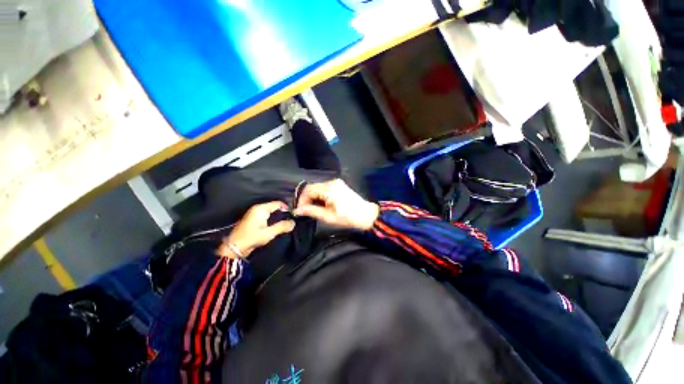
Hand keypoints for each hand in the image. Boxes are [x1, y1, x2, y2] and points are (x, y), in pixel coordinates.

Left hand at [217, 201, 294, 258]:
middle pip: (274, 207)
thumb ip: (282, 226)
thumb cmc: (251, 238)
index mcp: (261, 209)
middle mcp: (257, 209)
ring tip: (285, 223)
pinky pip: (266, 216)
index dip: (286, 208)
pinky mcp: (253, 220)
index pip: (277, 203)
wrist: (234, 248)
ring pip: (270, 212)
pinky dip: (272, 219)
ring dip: (277, 216)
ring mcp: (254, 214)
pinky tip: (276, 226)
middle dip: (282, 212)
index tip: (293, 214)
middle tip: (290, 219)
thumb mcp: (269, 233)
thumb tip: (293, 223)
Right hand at [293, 179, 378, 230]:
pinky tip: (322, 204)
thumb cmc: (348, 217)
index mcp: (329, 189)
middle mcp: (332, 182)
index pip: (308, 190)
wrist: (365, 215)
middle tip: (306, 211)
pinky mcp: (339, 185)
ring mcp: (336, 182)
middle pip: (312, 188)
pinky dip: (320, 196)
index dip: (301, 200)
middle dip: (307, 199)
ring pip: (318, 188)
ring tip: (315, 209)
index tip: (300, 210)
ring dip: (314, 198)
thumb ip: (311, 211)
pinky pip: (324, 188)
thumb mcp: (328, 217)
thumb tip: (298, 210)